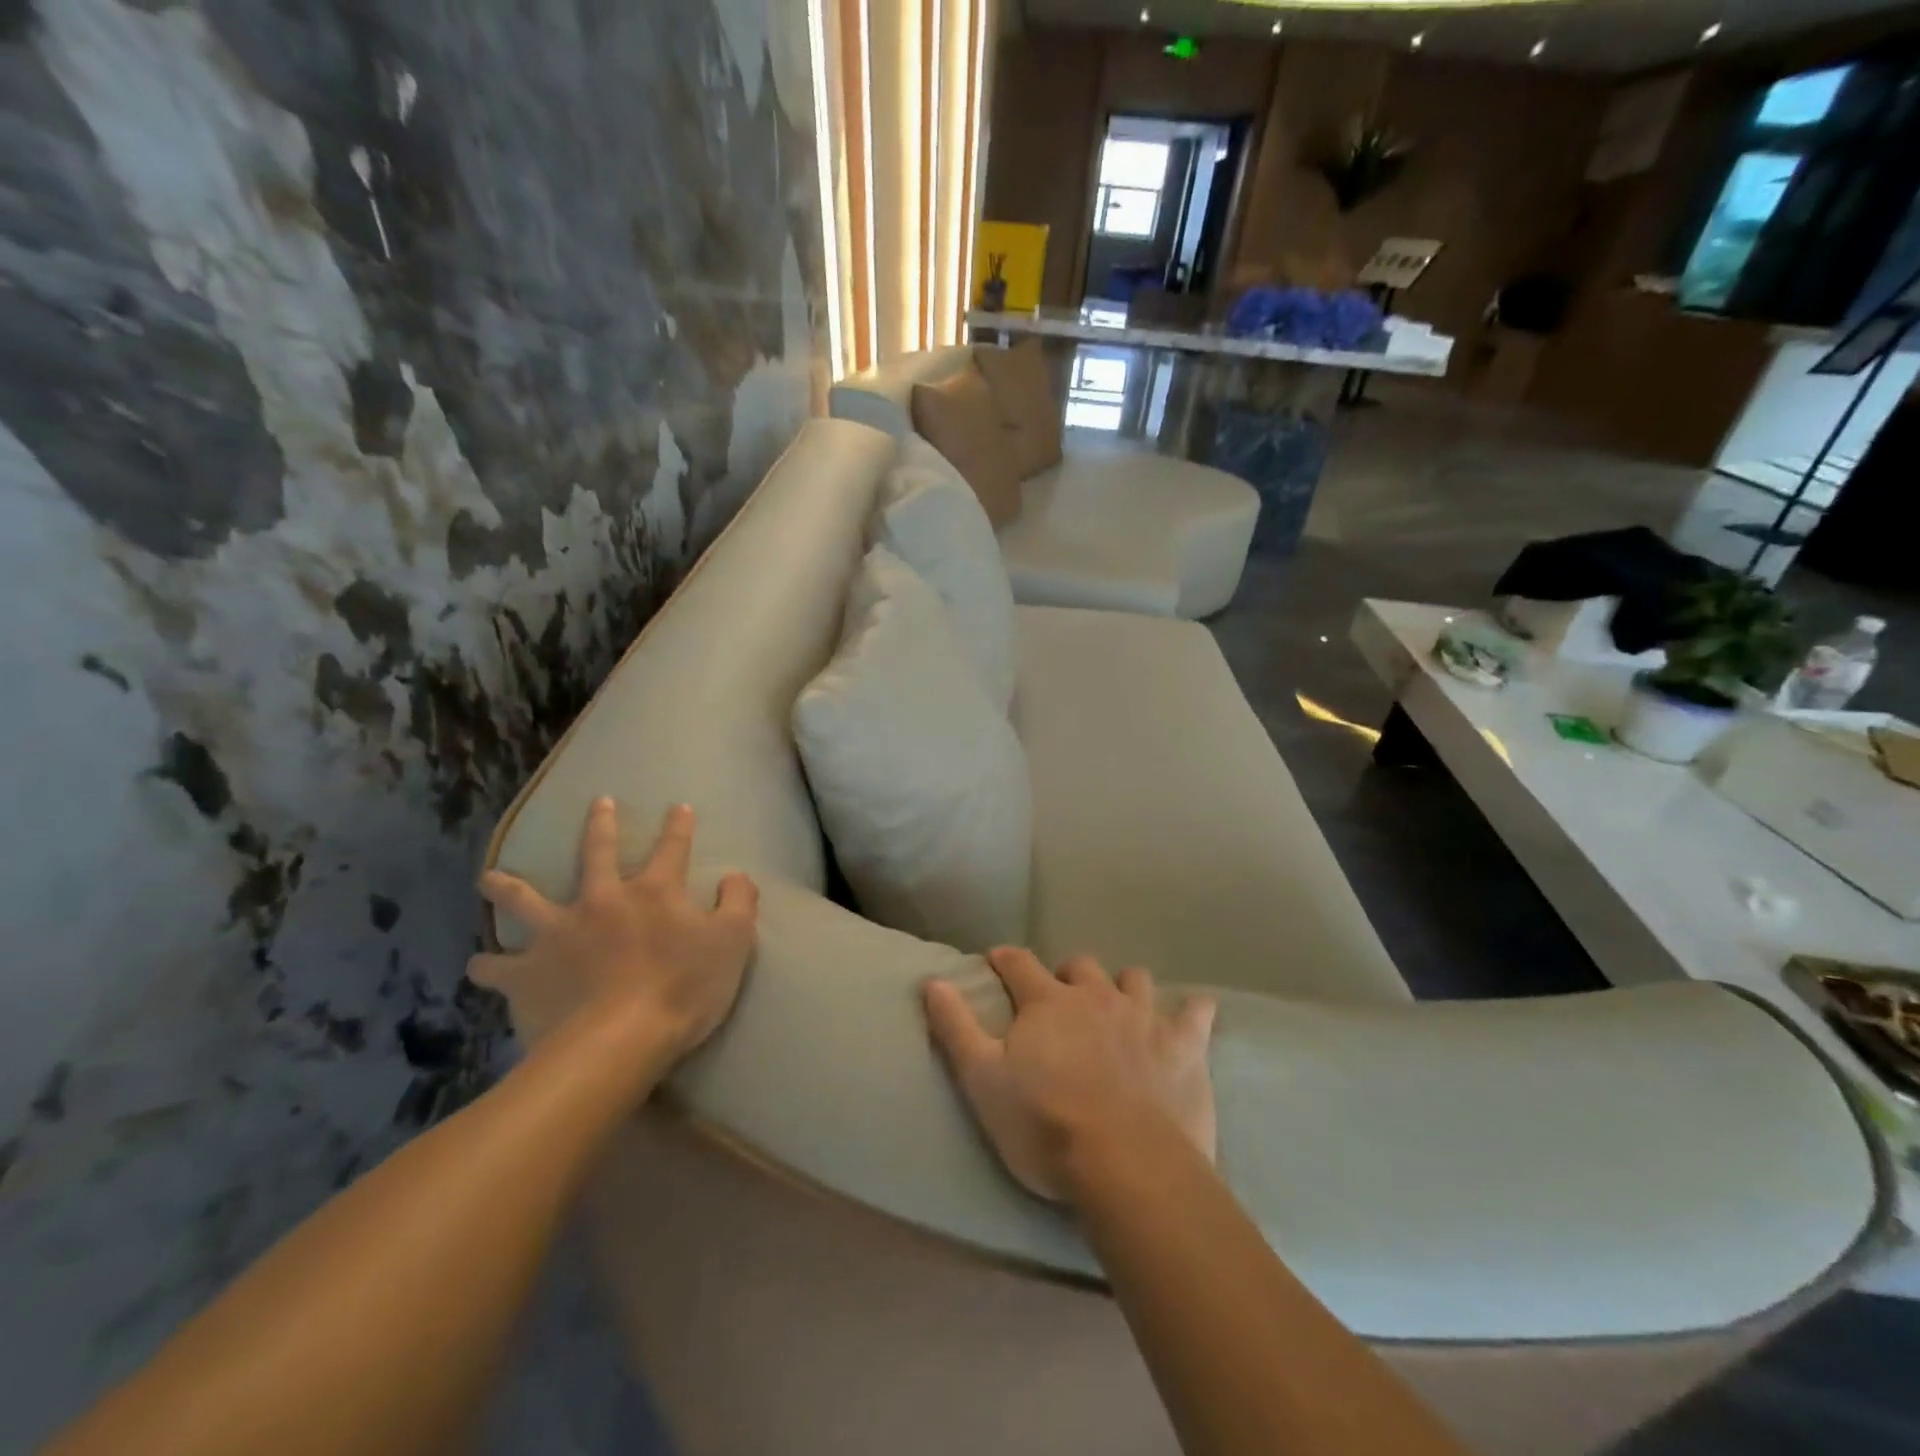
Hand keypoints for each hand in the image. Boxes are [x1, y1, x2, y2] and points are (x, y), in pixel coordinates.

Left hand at [472, 799, 758, 1062]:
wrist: (617, 1042)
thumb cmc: (683, 989)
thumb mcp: (733, 942)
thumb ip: (739, 903)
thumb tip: (736, 876)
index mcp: (653, 892)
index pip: (673, 849)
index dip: (679, 827)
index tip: (679, 807)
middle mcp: (601, 900)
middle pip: (597, 853)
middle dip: (601, 825)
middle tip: (599, 804)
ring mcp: (558, 934)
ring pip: (524, 901)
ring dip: (506, 887)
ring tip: (489, 877)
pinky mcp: (527, 973)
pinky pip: (497, 967)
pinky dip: (487, 965)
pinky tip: (477, 964)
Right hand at [923, 948, 1216, 1202]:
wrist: (1127, 1166)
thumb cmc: (1044, 1125)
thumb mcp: (982, 1079)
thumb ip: (955, 1026)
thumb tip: (932, 980)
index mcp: (1047, 1002)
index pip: (1019, 964)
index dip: (1005, 959)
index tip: (997, 961)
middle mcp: (1096, 996)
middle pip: (1080, 965)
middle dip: (1066, 974)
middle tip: (1060, 998)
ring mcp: (1144, 1017)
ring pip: (1134, 979)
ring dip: (1123, 987)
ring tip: (1118, 1007)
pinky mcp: (1185, 1045)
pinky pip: (1195, 1012)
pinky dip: (1191, 1011)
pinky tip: (1191, 1017)